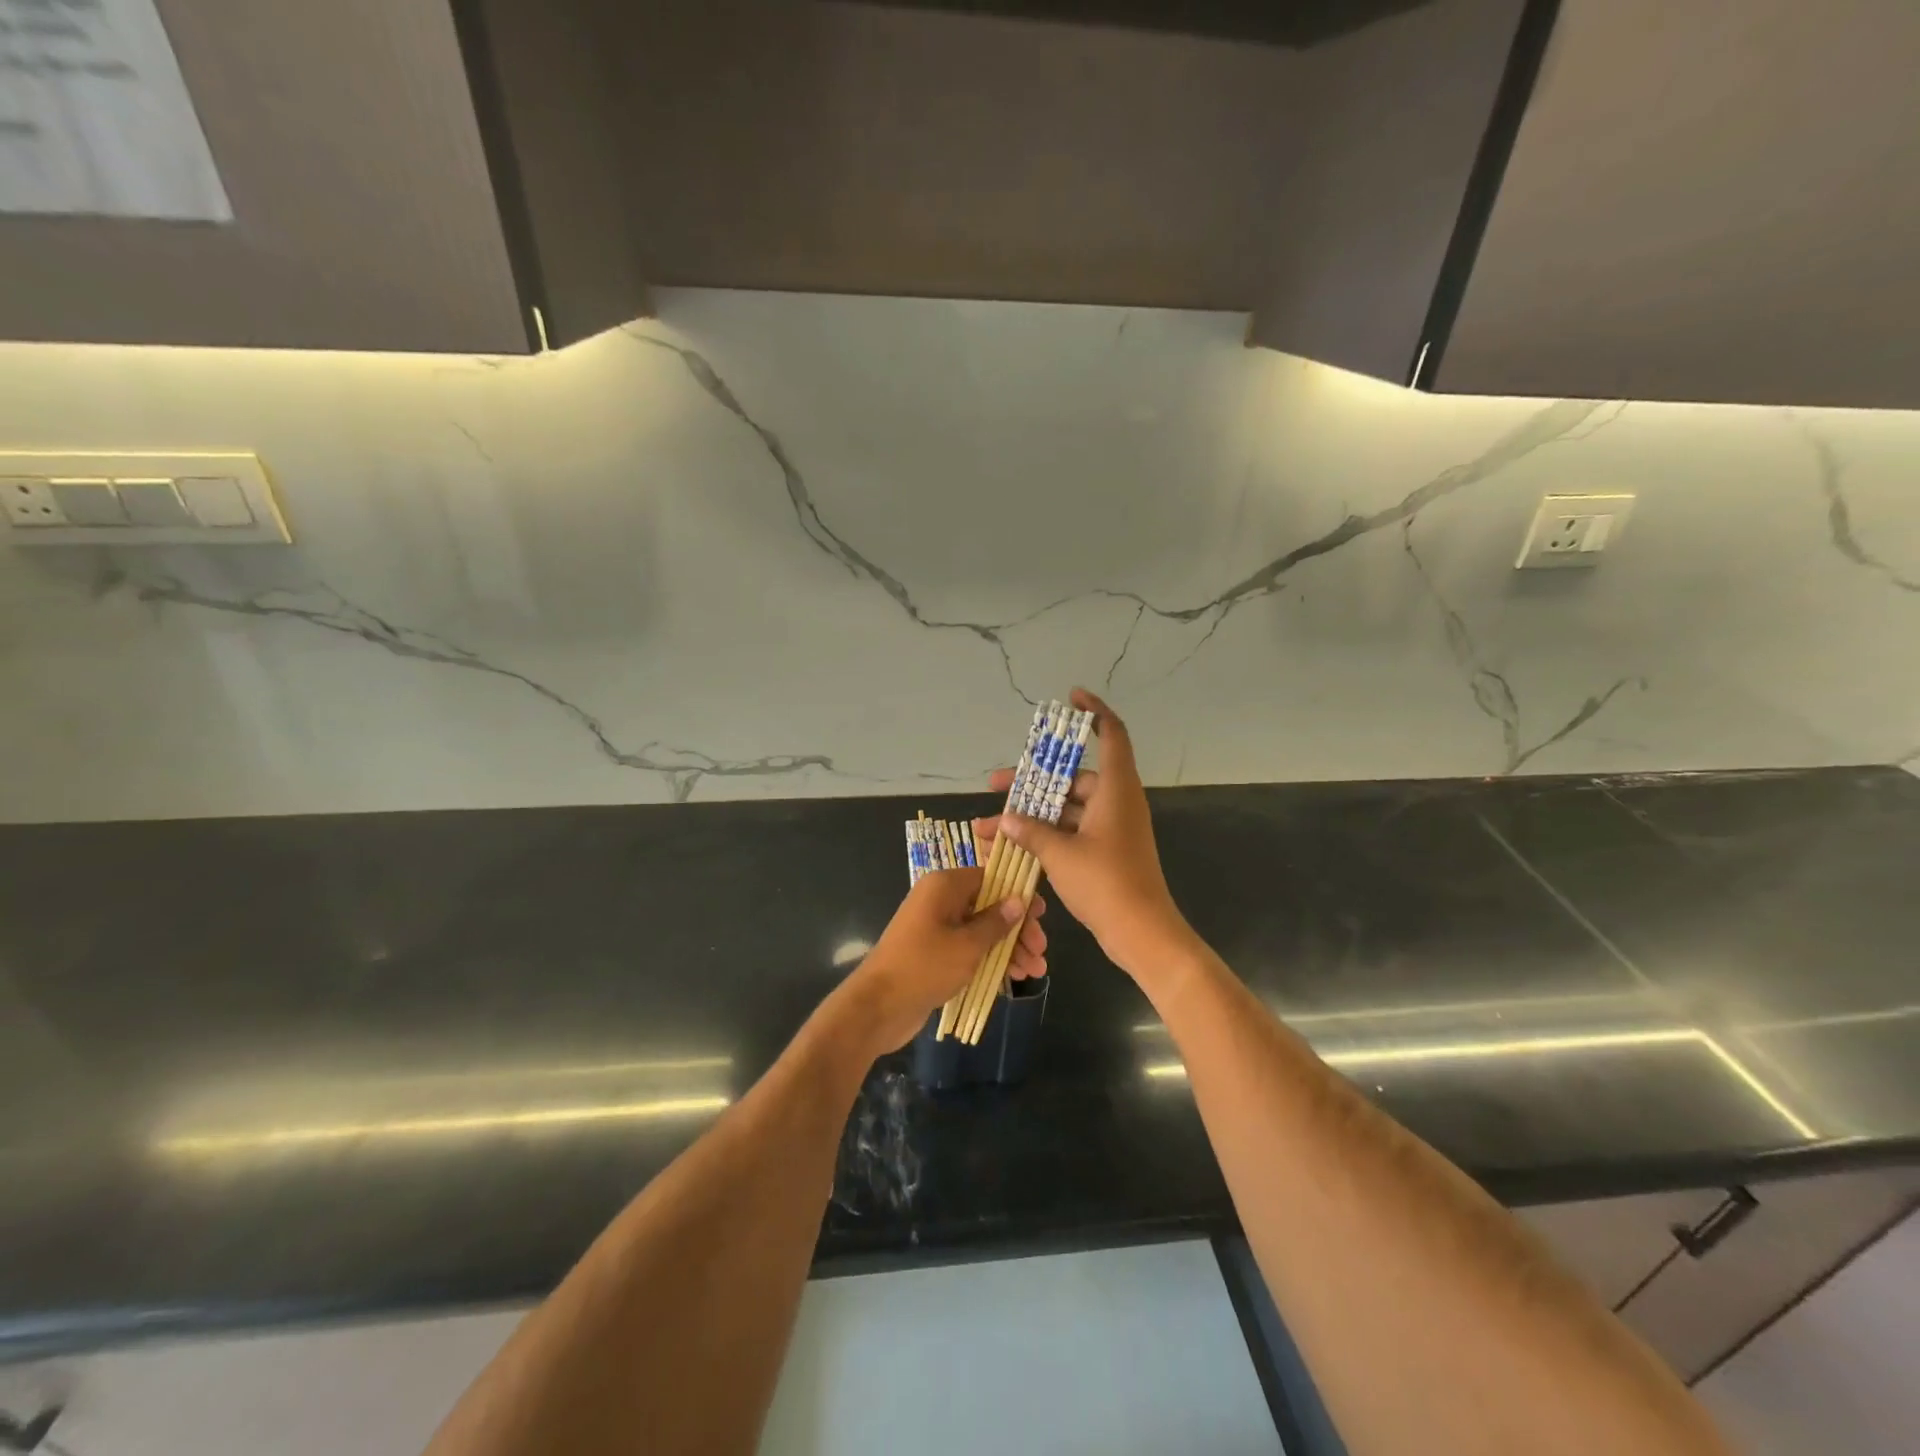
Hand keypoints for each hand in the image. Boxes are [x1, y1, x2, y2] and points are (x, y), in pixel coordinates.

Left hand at [843, 867, 1045, 1053]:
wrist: (877, 1006)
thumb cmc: (924, 966)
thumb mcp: (967, 945)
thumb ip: (996, 922)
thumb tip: (1018, 900)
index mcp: (945, 886)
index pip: (990, 877)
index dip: (1017, 894)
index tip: (1041, 914)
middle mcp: (940, 900)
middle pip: (989, 905)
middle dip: (1017, 928)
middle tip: (1041, 951)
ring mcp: (936, 927)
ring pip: (982, 930)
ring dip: (1009, 948)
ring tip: (1036, 971)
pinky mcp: (935, 953)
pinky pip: (970, 948)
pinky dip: (991, 959)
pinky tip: (1015, 976)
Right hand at [993, 688, 1191, 976]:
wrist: (1141, 932)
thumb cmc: (1105, 882)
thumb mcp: (1060, 854)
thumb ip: (1030, 831)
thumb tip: (1007, 819)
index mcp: (1115, 788)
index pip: (1111, 734)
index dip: (1094, 711)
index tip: (1071, 697)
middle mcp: (1116, 801)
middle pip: (1073, 777)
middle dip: (1033, 780)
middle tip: (997, 783)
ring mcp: (1112, 827)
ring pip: (1068, 808)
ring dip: (1034, 813)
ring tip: (993, 823)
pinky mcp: (1107, 850)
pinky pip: (1073, 830)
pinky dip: (1047, 833)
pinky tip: (1014, 844)